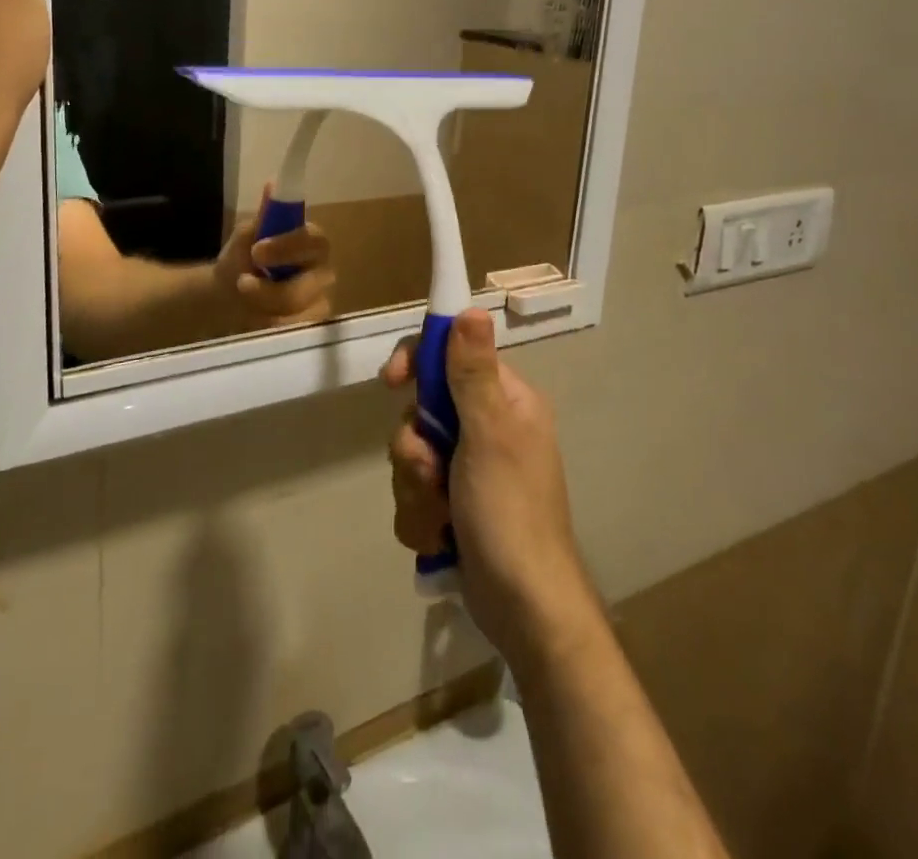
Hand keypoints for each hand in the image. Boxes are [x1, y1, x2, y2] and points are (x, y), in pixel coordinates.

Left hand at [213, 185, 335, 329]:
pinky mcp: (311, 328)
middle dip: (272, 288)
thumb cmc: (243, 260)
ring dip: (269, 308)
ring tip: (245, 304)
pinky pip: (298, 333)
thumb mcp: (247, 236)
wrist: (226, 296)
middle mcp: (322, 271)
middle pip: (310, 283)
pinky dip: (272, 327)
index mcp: (311, 243)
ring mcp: (320, 302)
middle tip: (242, 283)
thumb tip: (273, 185)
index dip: (289, 246)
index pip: (314, 240)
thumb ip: (264, 217)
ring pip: (304, 311)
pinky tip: (255, 320)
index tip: (257, 251)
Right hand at [382, 308, 599, 663]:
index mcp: (505, 401)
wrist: (523, 609)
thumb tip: (471, 309)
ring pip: (413, 455)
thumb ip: (473, 373)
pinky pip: (414, 493)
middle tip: (431, 471)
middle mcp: (487, 428)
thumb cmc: (509, 513)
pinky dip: (421, 516)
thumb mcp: (490, 436)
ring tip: (441, 516)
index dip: (418, 363)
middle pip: (422, 410)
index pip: (451, 355)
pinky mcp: (454, 505)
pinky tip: (440, 538)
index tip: (393, 382)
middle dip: (415, 447)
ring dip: (416, 488)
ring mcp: (469, 469)